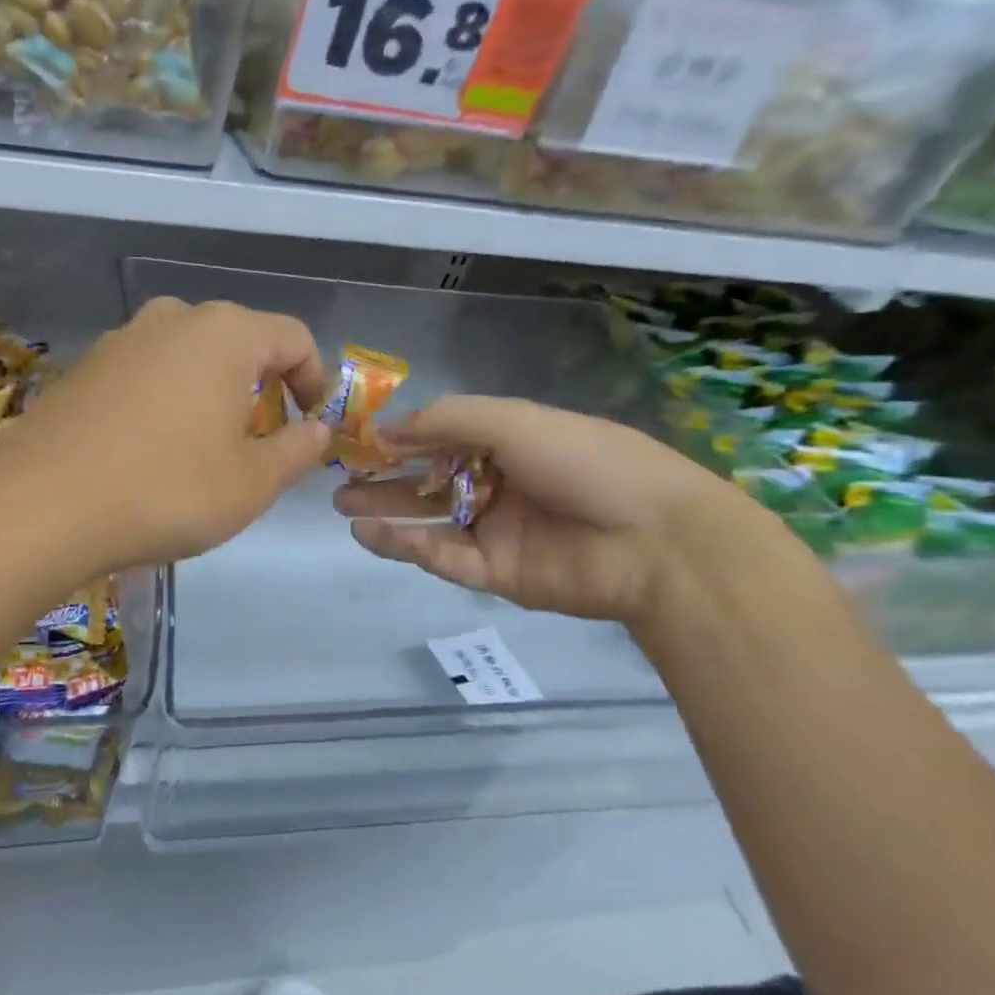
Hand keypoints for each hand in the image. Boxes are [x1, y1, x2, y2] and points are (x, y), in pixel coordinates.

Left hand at [0, 297, 331, 575]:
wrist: (40, 506)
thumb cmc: (166, 491)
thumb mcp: (251, 483)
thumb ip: (297, 450)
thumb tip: (317, 429)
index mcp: (225, 333)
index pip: (293, 337)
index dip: (315, 380)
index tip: (311, 425)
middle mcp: (173, 319)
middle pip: (239, 342)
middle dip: (262, 387)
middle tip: (261, 442)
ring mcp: (122, 339)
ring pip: (189, 357)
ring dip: (212, 393)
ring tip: (206, 449)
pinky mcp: (85, 367)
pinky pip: (147, 373)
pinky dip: (167, 400)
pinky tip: (151, 450)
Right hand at [333, 396, 761, 625]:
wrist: (655, 542)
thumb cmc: (586, 462)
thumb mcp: (514, 422)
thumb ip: (446, 422)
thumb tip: (385, 430)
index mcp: (509, 443)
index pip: (444, 437)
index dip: (402, 436)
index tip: (359, 436)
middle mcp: (499, 484)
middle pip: (429, 479)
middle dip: (384, 477)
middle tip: (339, 477)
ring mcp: (496, 530)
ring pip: (429, 519)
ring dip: (387, 511)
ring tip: (342, 505)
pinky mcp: (495, 573)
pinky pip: (442, 556)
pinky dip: (405, 546)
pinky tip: (368, 533)